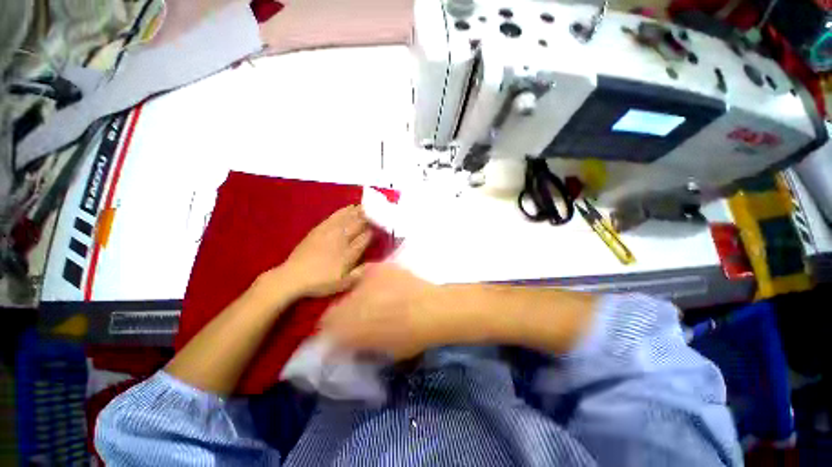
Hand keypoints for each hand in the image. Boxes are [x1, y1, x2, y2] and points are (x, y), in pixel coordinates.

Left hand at [275, 205, 372, 298]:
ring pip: (347, 218)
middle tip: (378, 211)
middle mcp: (341, 240)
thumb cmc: (320, 282)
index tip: (382, 226)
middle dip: (369, 217)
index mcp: (349, 253)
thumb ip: (359, 273)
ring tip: (366, 205)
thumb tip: (373, 263)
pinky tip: (348, 207)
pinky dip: (343, 211)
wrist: (293, 277)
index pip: (366, 238)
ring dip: (358, 211)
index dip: (374, 231)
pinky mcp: (319, 229)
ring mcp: (330, 232)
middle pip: (358, 225)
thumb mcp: (342, 284)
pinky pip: (334, 216)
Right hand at [320, 263, 458, 359]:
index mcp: (346, 328)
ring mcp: (362, 281)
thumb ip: (362, 346)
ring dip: (353, 297)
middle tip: (357, 318)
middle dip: (342, 315)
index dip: (332, 333)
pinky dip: (365, 279)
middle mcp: (347, 302)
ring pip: (346, 289)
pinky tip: (377, 285)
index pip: (325, 330)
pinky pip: (362, 273)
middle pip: (334, 308)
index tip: (342, 335)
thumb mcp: (383, 352)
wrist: (432, 309)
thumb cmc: (410, 337)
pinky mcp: (377, 267)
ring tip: (369, 300)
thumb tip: (353, 342)